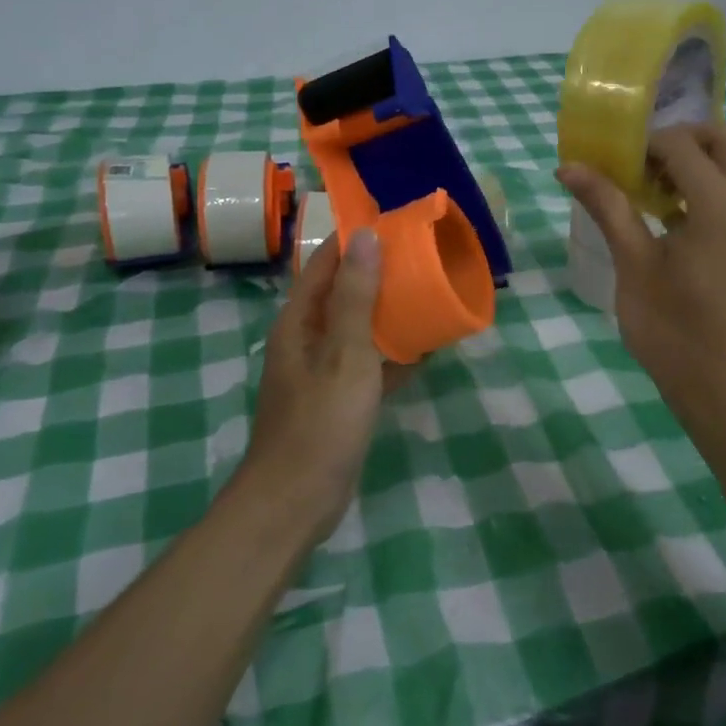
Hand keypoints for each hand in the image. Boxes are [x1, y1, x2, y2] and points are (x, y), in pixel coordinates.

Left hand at [243, 230, 411, 540]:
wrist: (295, 502)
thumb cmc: (320, 421)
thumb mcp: (345, 353)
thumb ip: (357, 296)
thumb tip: (367, 236)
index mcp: (300, 320)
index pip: (326, 262)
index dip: (357, 240)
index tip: (397, 224)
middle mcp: (306, 338)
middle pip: (344, 292)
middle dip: (379, 274)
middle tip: (424, 258)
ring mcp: (322, 371)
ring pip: (358, 328)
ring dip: (389, 313)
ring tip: (429, 296)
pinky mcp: (338, 399)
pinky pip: (368, 364)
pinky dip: (392, 354)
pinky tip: (425, 351)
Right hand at [558, 123, 725, 401]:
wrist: (725, 388)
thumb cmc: (674, 329)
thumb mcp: (634, 264)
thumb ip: (607, 207)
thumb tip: (569, 167)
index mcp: (721, 204)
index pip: (681, 145)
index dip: (643, 145)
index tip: (613, 164)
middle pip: (724, 138)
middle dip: (681, 140)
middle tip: (641, 165)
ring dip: (695, 163)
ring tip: (650, 192)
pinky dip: (707, 186)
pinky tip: (669, 219)